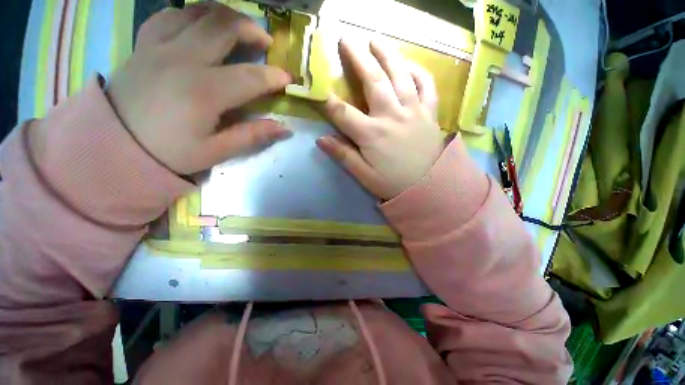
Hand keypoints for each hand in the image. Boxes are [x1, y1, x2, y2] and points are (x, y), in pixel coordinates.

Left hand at [107, 4, 291, 174]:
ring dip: (224, 15)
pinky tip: (200, 25)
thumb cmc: (168, 152)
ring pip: (197, 11)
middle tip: (264, 42)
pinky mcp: (144, 44)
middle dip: (251, 29)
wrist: (114, 143)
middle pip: (224, 26)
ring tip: (237, 28)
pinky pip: (169, 15)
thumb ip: (252, 136)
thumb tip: (284, 129)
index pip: (250, 77)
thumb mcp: (215, 151)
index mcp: (204, 91)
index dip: (274, 76)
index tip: (288, 78)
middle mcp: (183, 59)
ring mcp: (160, 46)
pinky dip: (191, 14)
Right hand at [317, 39, 444, 199]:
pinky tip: (409, 64)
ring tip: (376, 41)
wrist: (429, 188)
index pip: (343, 113)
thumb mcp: (364, 175)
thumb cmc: (393, 184)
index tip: (317, 88)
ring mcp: (413, 111)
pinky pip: (427, 85)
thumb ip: (343, 156)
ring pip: (400, 74)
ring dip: (387, 54)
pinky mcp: (429, 112)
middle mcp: (391, 116)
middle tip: (347, 39)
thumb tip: (321, 139)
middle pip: (373, 80)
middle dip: (357, 58)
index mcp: (372, 134)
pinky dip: (419, 71)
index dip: (327, 100)